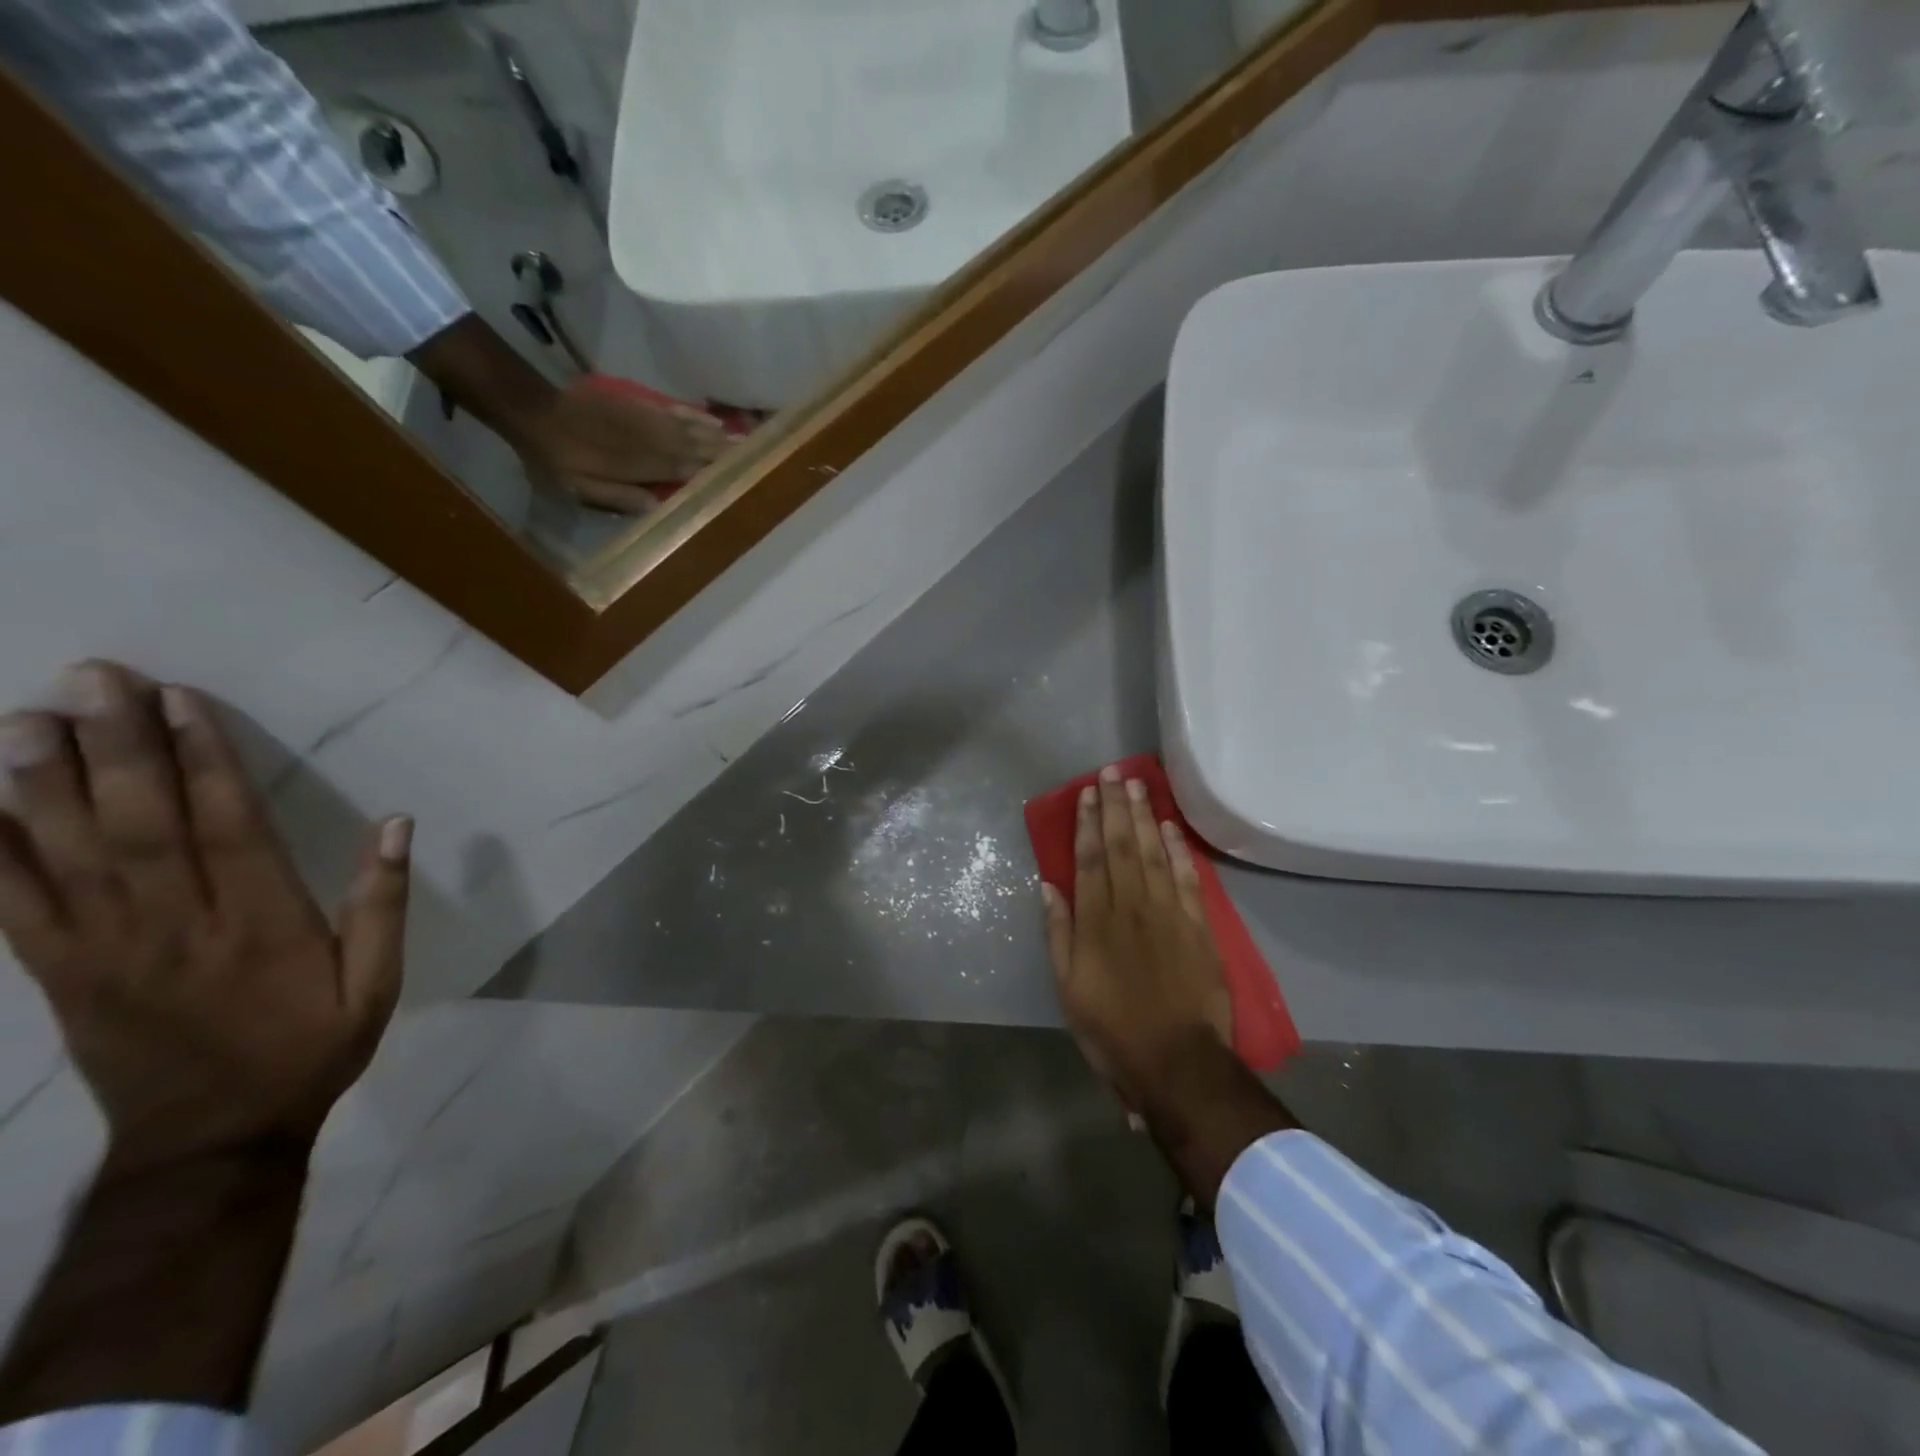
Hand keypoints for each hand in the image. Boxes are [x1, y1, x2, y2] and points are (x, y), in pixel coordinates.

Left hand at [0, 662, 410, 1173]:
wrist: (211, 1139)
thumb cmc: (309, 1049)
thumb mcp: (377, 984)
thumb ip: (383, 904)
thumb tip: (397, 825)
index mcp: (261, 924)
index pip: (226, 824)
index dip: (203, 760)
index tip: (179, 701)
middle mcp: (175, 925)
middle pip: (136, 824)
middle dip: (112, 747)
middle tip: (90, 679)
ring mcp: (102, 950)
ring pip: (62, 853)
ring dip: (36, 781)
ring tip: (22, 717)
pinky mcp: (55, 973)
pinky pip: (5, 906)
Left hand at [513, 378, 730, 514]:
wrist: (533, 409)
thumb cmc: (556, 458)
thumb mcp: (579, 487)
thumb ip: (618, 497)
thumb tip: (657, 507)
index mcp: (639, 464)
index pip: (685, 469)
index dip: (713, 471)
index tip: (741, 474)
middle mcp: (650, 440)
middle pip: (696, 446)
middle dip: (726, 451)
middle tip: (758, 454)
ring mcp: (646, 419)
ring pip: (691, 428)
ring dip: (719, 434)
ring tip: (746, 439)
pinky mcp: (639, 405)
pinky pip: (675, 410)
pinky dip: (697, 415)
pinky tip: (714, 419)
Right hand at [1041, 767, 1231, 1108]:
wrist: (1177, 1062)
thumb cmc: (1112, 1029)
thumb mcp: (1068, 988)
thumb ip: (1058, 934)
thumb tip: (1048, 886)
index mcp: (1097, 922)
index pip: (1090, 859)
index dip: (1086, 823)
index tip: (1086, 792)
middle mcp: (1132, 906)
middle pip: (1122, 846)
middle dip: (1116, 806)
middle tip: (1114, 772)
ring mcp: (1169, 914)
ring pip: (1154, 853)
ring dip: (1144, 817)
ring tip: (1139, 785)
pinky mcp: (1198, 928)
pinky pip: (1188, 880)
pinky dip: (1179, 851)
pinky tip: (1171, 827)